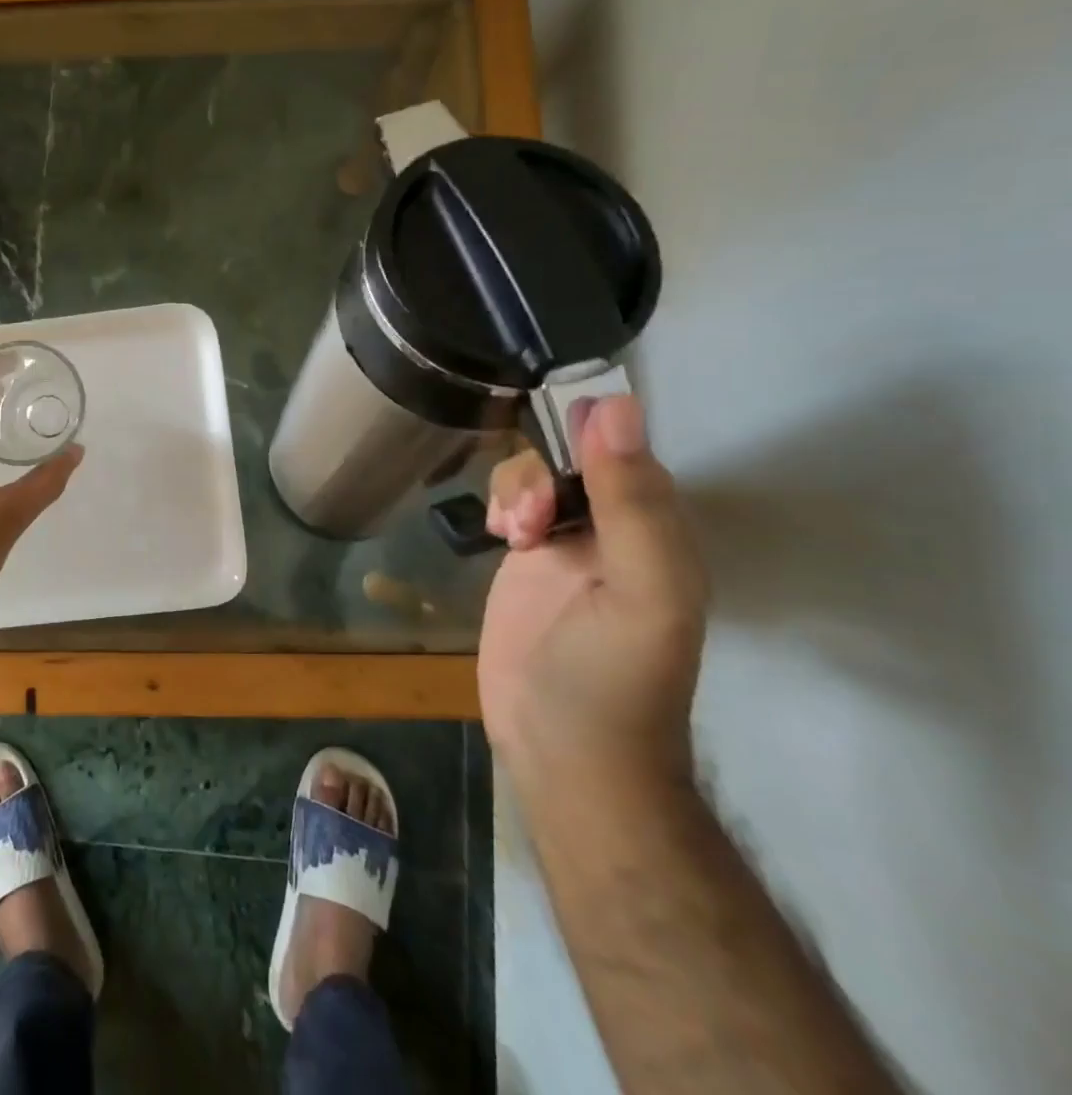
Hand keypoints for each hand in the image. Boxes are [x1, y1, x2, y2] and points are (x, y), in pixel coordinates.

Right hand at [479, 395, 708, 797]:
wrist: (563, 752)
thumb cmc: (610, 676)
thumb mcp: (637, 589)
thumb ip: (631, 502)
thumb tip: (616, 405)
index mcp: (660, 534)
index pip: (628, 453)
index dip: (589, 439)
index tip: (552, 445)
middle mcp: (617, 532)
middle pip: (574, 459)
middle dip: (541, 472)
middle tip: (526, 517)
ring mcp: (568, 547)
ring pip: (537, 477)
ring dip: (516, 489)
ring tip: (509, 531)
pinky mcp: (527, 564)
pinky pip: (512, 506)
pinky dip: (500, 505)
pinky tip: (496, 533)